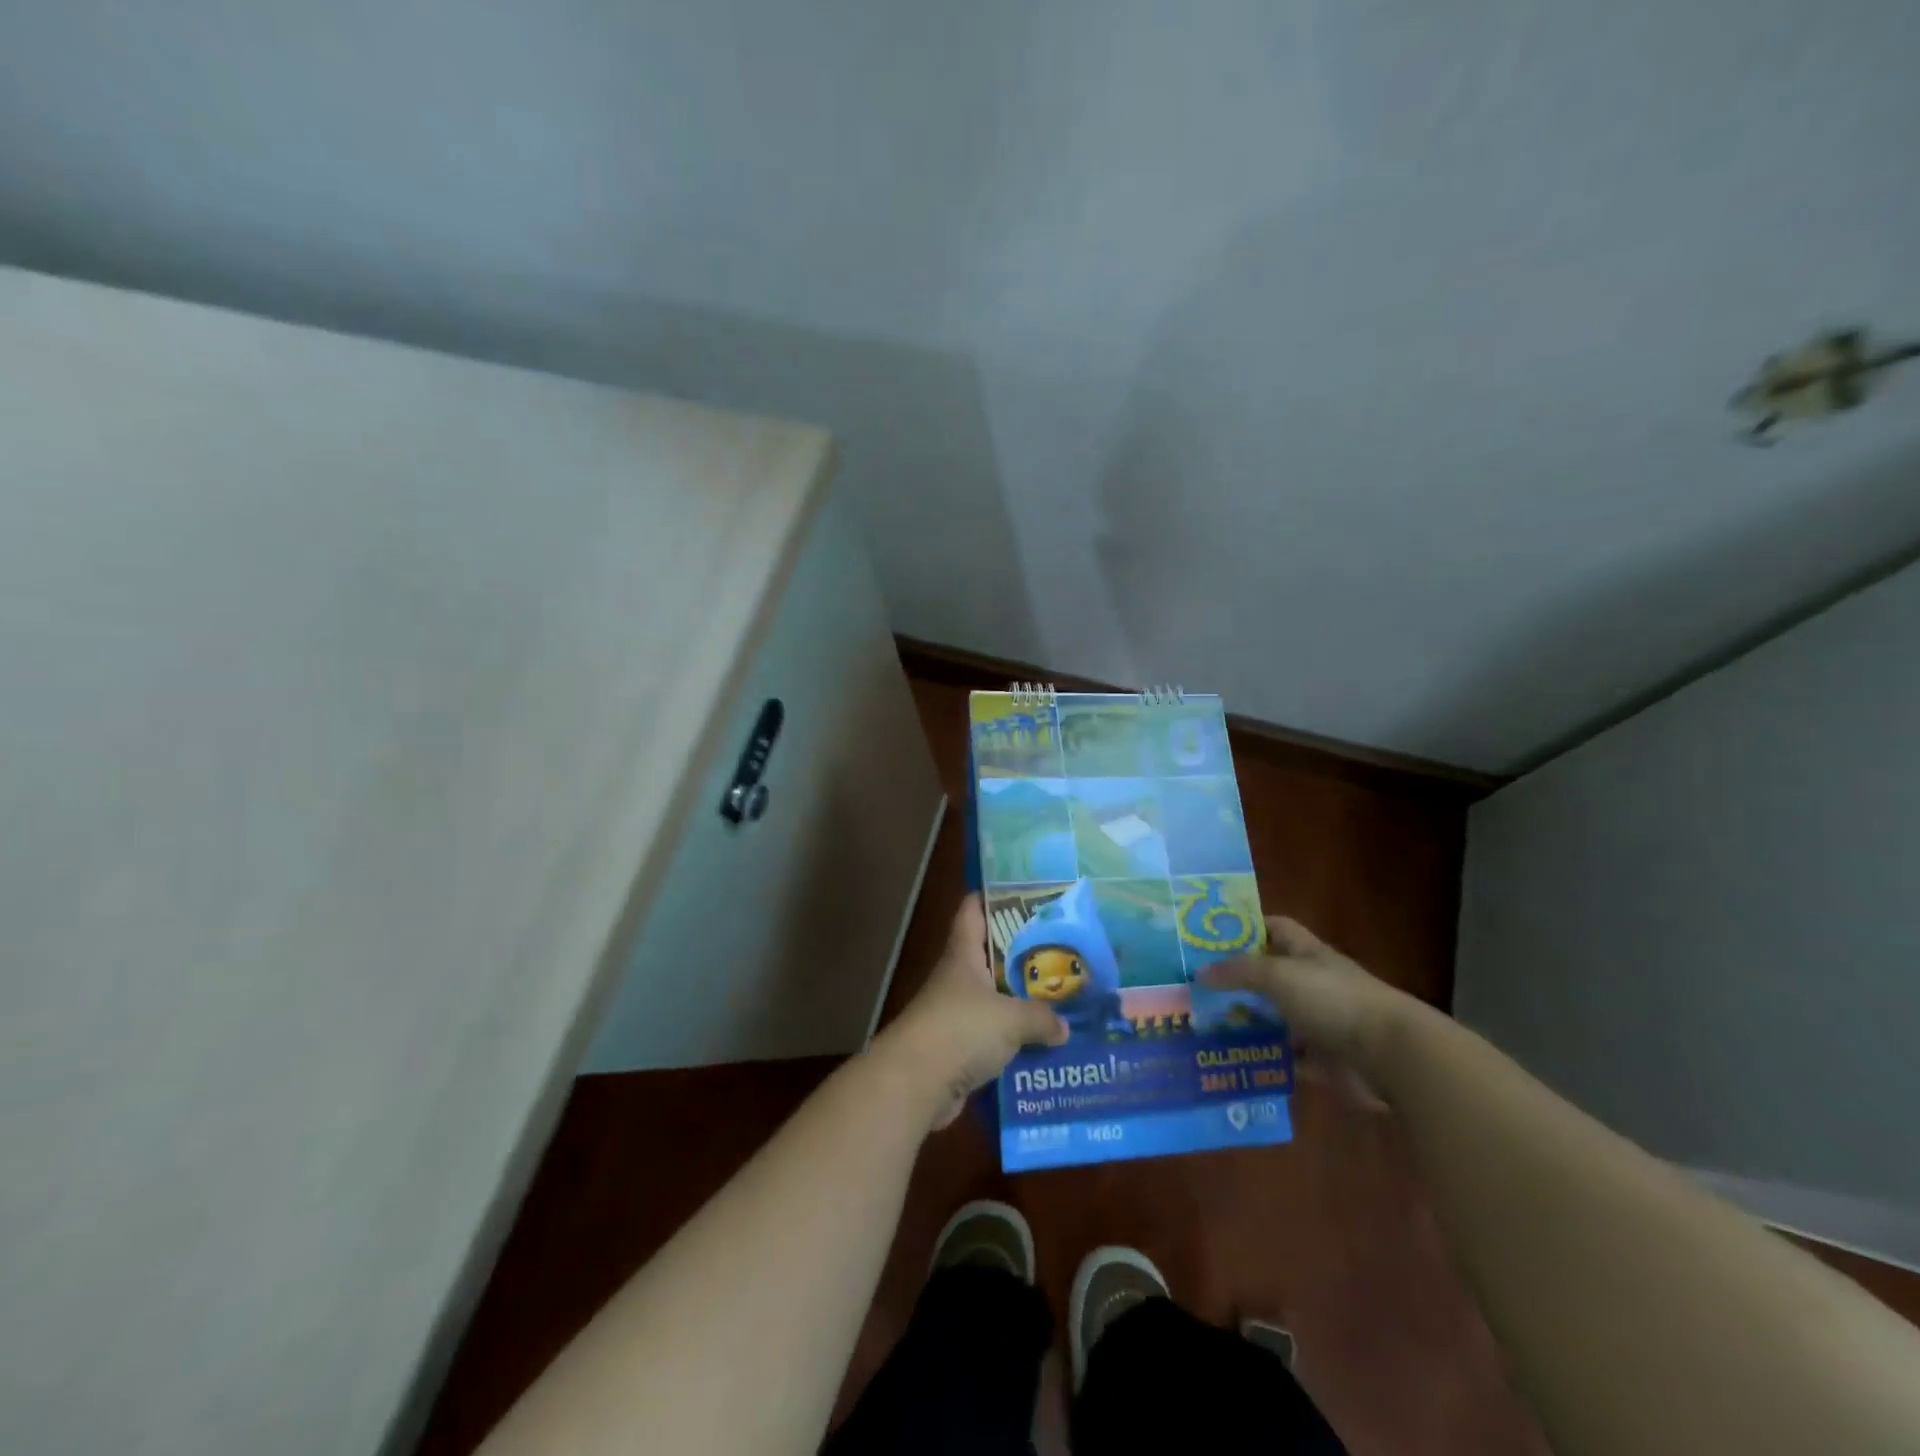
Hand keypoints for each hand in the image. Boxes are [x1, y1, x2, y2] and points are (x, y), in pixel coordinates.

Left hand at [873, 894, 1068, 1130]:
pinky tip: (1043, 1045)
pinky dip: (1014, 1040)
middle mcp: (957, 979)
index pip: (973, 911)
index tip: (1025, 894)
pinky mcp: (957, 1048)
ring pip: (994, 999)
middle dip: (1022, 955)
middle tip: (1060, 951)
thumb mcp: (1011, 1018)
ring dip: (1020, 1002)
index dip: (993, 897)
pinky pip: (992, 1037)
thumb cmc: (961, 1030)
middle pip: (990, 956)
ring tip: (1061, 1000)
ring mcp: (955, 1014)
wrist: (915, 1083)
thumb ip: (1041, 1018)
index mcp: (964, 955)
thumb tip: (1064, 1027)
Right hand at [1198, 916, 1415, 1085]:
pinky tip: (1232, 1059)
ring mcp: (1319, 1022)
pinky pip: (1286, 1056)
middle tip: (1194, 985)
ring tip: (1203, 1025)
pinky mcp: (1324, 1059)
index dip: (1247, 926)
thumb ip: (1238, 972)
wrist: (1390, 1055)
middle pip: (1269, 975)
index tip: (1211, 935)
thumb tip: (1199, 973)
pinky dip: (1264, 1058)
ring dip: (1246, 1022)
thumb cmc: (1333, 1000)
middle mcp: (1313, 983)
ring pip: (1274, 1018)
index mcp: (1307, 954)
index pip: (1275, 928)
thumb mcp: (1278, 975)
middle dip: (1236, 980)